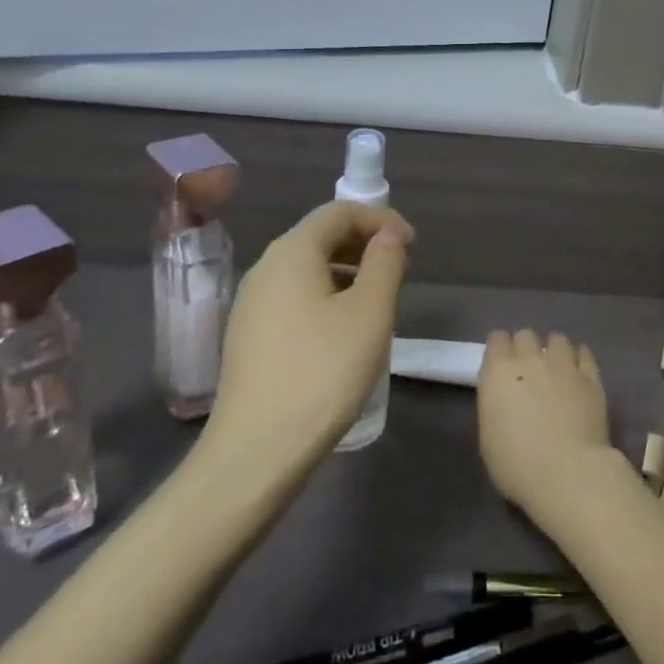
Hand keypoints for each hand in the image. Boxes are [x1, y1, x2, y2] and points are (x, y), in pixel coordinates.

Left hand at [210, 201, 413, 464]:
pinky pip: (294, 297)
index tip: (413, 245)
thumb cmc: (322, 373)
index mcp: (291, 252)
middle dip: (365, 244)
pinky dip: (327, 296)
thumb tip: (388, 235)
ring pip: (307, 269)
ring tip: (379, 301)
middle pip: (320, 236)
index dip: (381, 219)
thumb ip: (385, 263)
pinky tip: (345, 331)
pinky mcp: (249, 335)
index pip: (339, 211)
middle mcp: (265, 267)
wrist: (255, 452)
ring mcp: (252, 303)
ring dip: (348, 272)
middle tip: (401, 270)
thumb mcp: (369, 314)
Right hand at [477, 329, 617, 523]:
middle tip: (528, 371)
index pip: (497, 339)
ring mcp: (563, 364)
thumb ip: (495, 405)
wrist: (568, 473)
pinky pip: (584, 353)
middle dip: (525, 348)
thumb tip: (505, 398)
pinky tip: (578, 370)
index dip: (499, 350)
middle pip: (526, 334)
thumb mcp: (488, 438)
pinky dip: (579, 357)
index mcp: (499, 372)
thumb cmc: (517, 464)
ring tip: (556, 368)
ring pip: (557, 338)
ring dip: (553, 350)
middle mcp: (530, 359)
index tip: (501, 365)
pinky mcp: (591, 377)